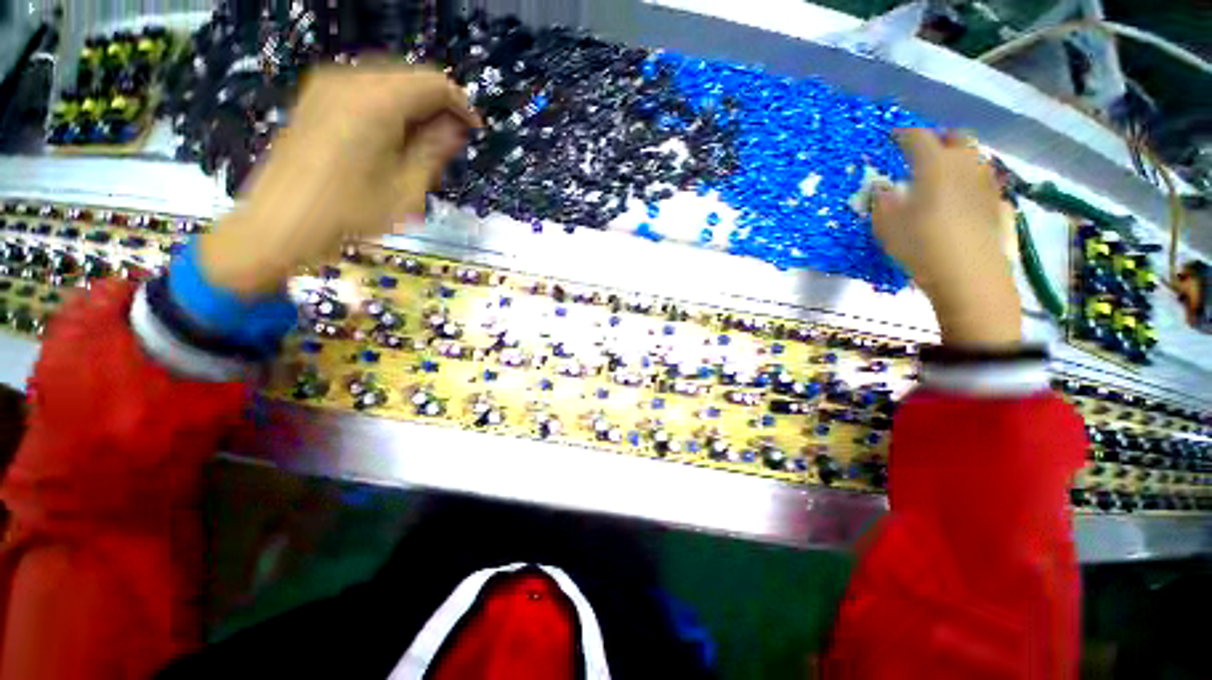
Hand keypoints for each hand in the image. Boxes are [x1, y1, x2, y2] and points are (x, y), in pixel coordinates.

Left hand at [199, 65, 480, 295]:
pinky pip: (366, 90)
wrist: (280, 224)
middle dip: (438, 106)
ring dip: (415, 108)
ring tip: (426, 145)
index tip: (474, 132)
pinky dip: (390, 108)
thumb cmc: (350, 213)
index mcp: (376, 101)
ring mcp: (328, 86)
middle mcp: (350, 80)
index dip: (461, 105)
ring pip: (389, 82)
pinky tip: (395, 138)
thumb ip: (434, 150)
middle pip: (411, 77)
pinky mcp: (316, 98)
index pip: (434, 84)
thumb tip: (455, 128)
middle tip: (452, 142)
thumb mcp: (407, 188)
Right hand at [873, 129, 1021, 347]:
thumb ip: (882, 202)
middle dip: (939, 138)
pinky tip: (964, 197)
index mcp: (935, 165)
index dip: (903, 134)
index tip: (892, 136)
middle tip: (923, 149)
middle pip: (956, 138)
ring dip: (958, 157)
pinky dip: (972, 180)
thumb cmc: (921, 247)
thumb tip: (883, 189)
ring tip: (943, 172)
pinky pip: (985, 180)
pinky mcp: (999, 203)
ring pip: (975, 157)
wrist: (969, 275)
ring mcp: (987, 183)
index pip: (918, 138)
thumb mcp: (886, 227)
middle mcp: (966, 165)